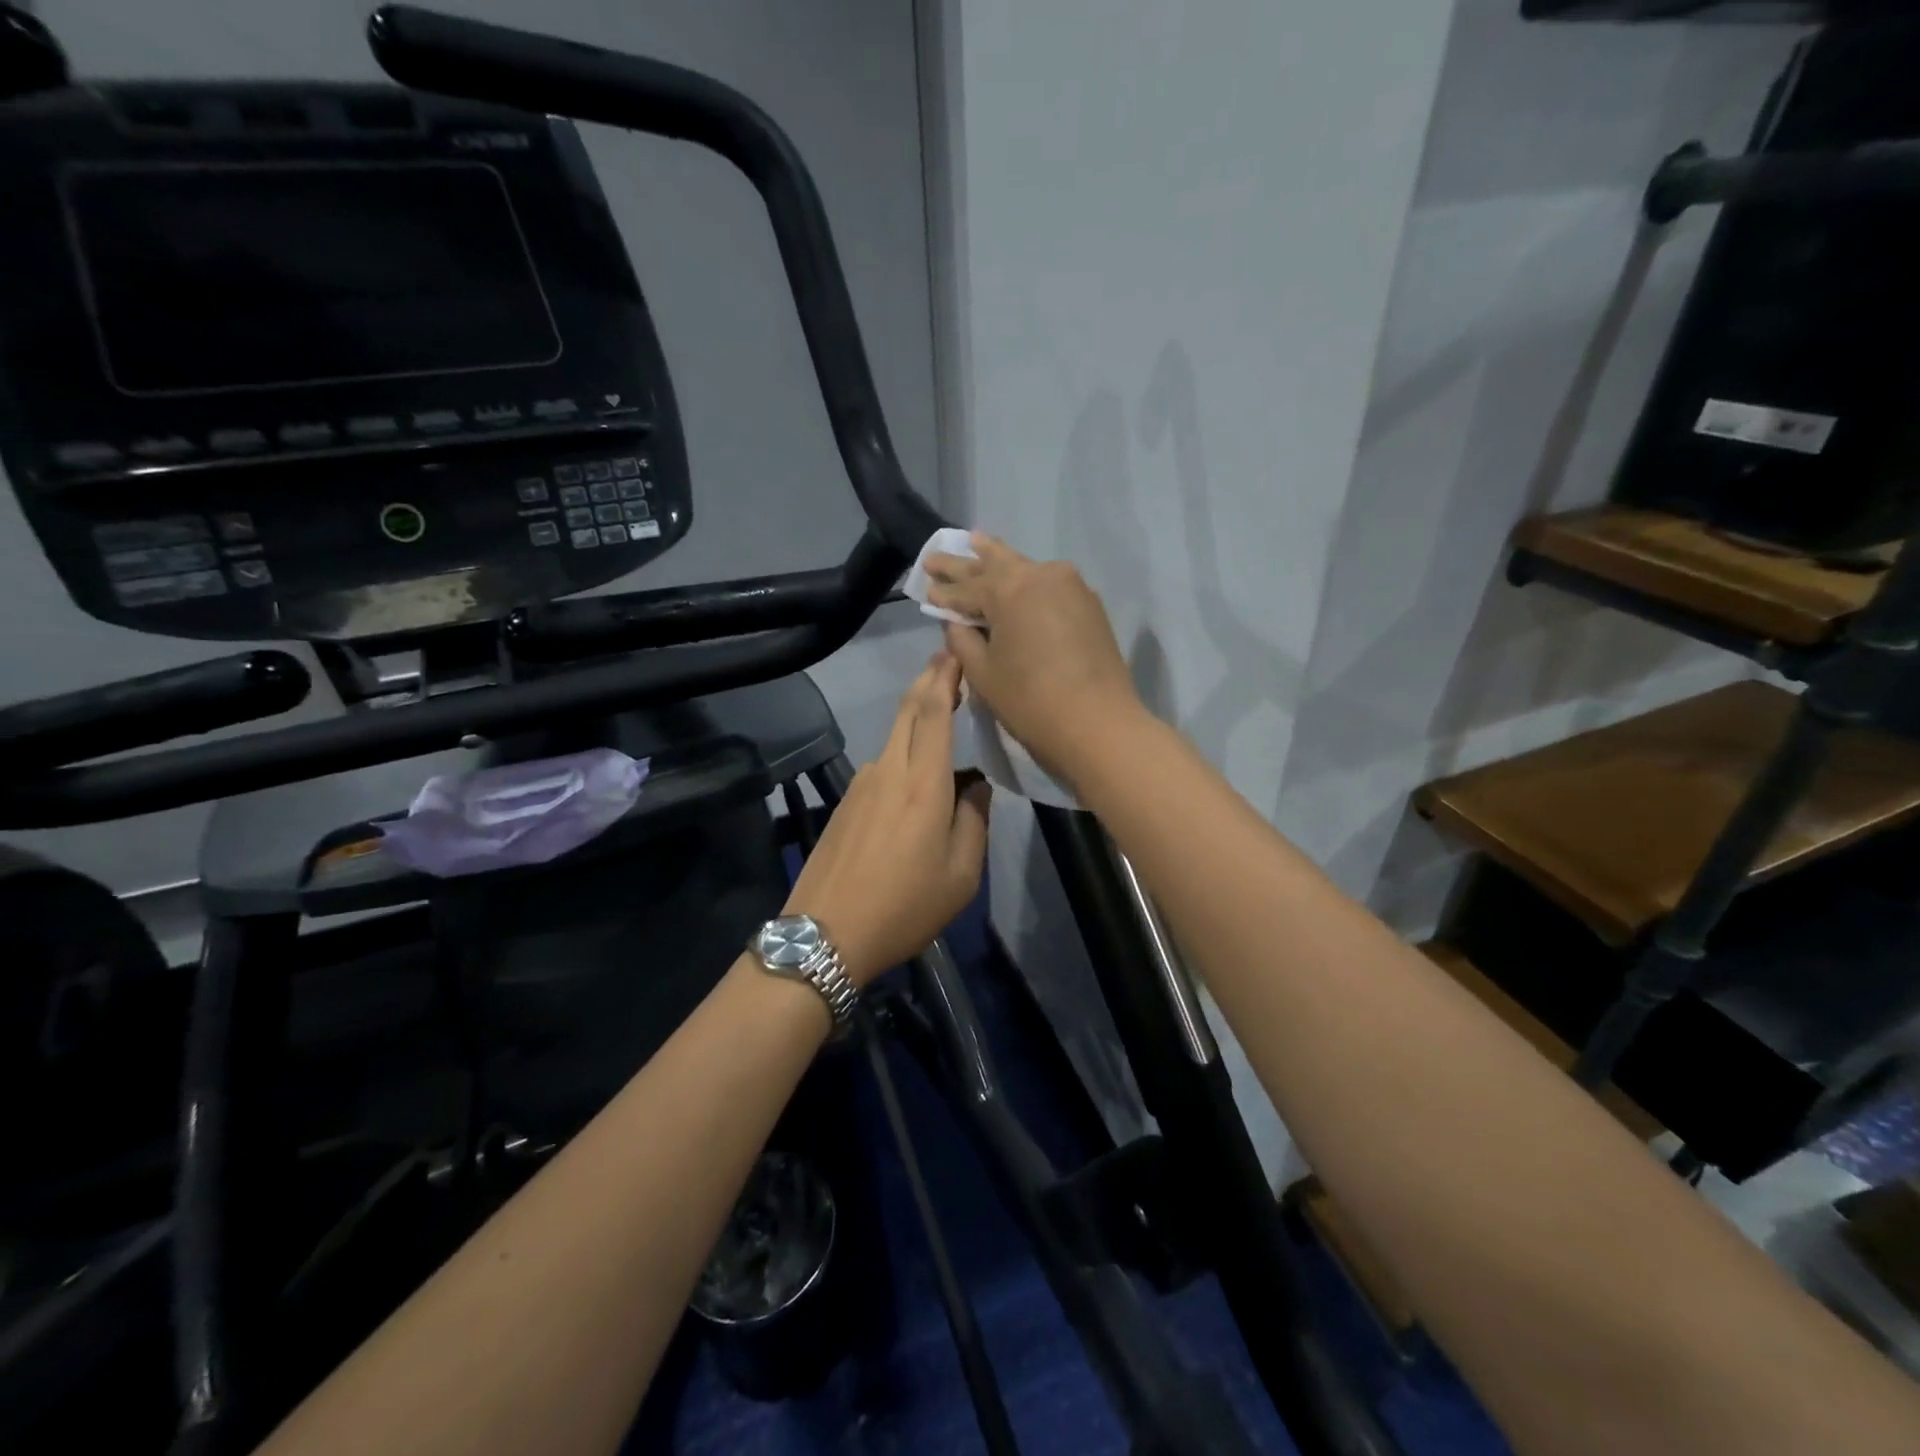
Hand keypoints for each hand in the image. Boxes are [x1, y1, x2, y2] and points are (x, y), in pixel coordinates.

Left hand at [783, 654, 990, 985]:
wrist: (827, 934)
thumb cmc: (904, 907)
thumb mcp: (961, 875)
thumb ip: (974, 822)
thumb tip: (977, 788)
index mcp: (924, 784)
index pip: (935, 712)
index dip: (945, 677)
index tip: (956, 653)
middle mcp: (889, 770)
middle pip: (909, 711)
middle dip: (929, 681)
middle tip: (949, 664)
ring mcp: (861, 784)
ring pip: (895, 737)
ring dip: (918, 719)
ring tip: (944, 719)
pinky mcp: (845, 803)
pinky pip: (882, 765)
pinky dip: (904, 754)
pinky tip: (916, 779)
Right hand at [925, 535, 1143, 778]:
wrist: (1098, 724)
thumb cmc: (1030, 701)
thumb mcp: (983, 674)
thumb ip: (962, 640)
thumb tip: (956, 621)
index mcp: (1008, 589)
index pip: (965, 587)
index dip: (943, 591)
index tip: (925, 585)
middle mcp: (1039, 575)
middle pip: (994, 565)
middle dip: (964, 562)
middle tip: (937, 556)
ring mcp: (1069, 585)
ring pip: (1024, 567)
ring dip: (997, 558)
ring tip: (976, 542)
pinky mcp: (1088, 602)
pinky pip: (1048, 582)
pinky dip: (1026, 579)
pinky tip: (1016, 576)